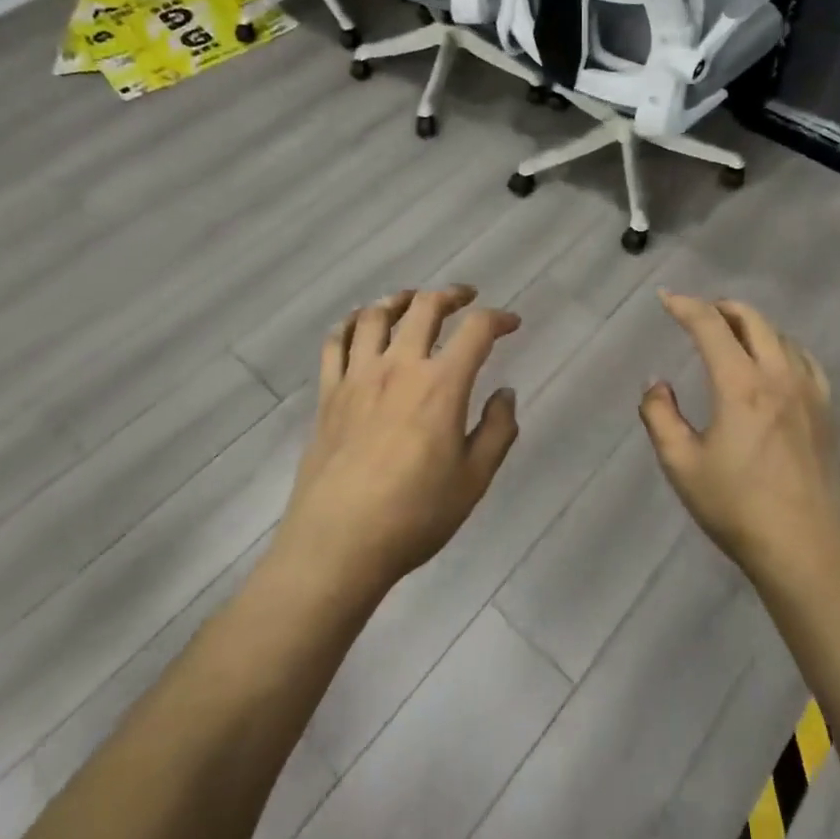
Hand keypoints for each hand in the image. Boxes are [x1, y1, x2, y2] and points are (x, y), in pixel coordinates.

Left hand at [274, 286, 521, 602]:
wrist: (339, 543)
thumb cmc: (414, 515)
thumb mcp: (474, 480)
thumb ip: (497, 431)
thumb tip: (504, 393)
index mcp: (441, 385)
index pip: (476, 331)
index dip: (498, 319)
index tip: (511, 323)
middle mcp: (399, 367)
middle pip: (424, 307)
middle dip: (450, 295)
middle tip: (465, 298)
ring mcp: (357, 376)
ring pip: (375, 315)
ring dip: (399, 299)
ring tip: (413, 301)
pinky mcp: (328, 393)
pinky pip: (334, 342)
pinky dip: (349, 323)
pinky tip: (359, 324)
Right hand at [639, 291, 839, 591]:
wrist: (809, 552)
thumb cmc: (738, 508)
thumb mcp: (682, 465)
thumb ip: (659, 416)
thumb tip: (657, 383)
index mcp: (741, 385)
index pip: (710, 325)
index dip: (684, 306)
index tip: (665, 298)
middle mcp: (779, 376)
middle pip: (752, 319)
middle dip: (720, 307)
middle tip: (697, 314)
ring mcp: (810, 392)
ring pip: (780, 336)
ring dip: (751, 325)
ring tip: (731, 335)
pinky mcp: (827, 412)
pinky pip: (805, 359)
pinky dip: (781, 346)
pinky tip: (774, 363)